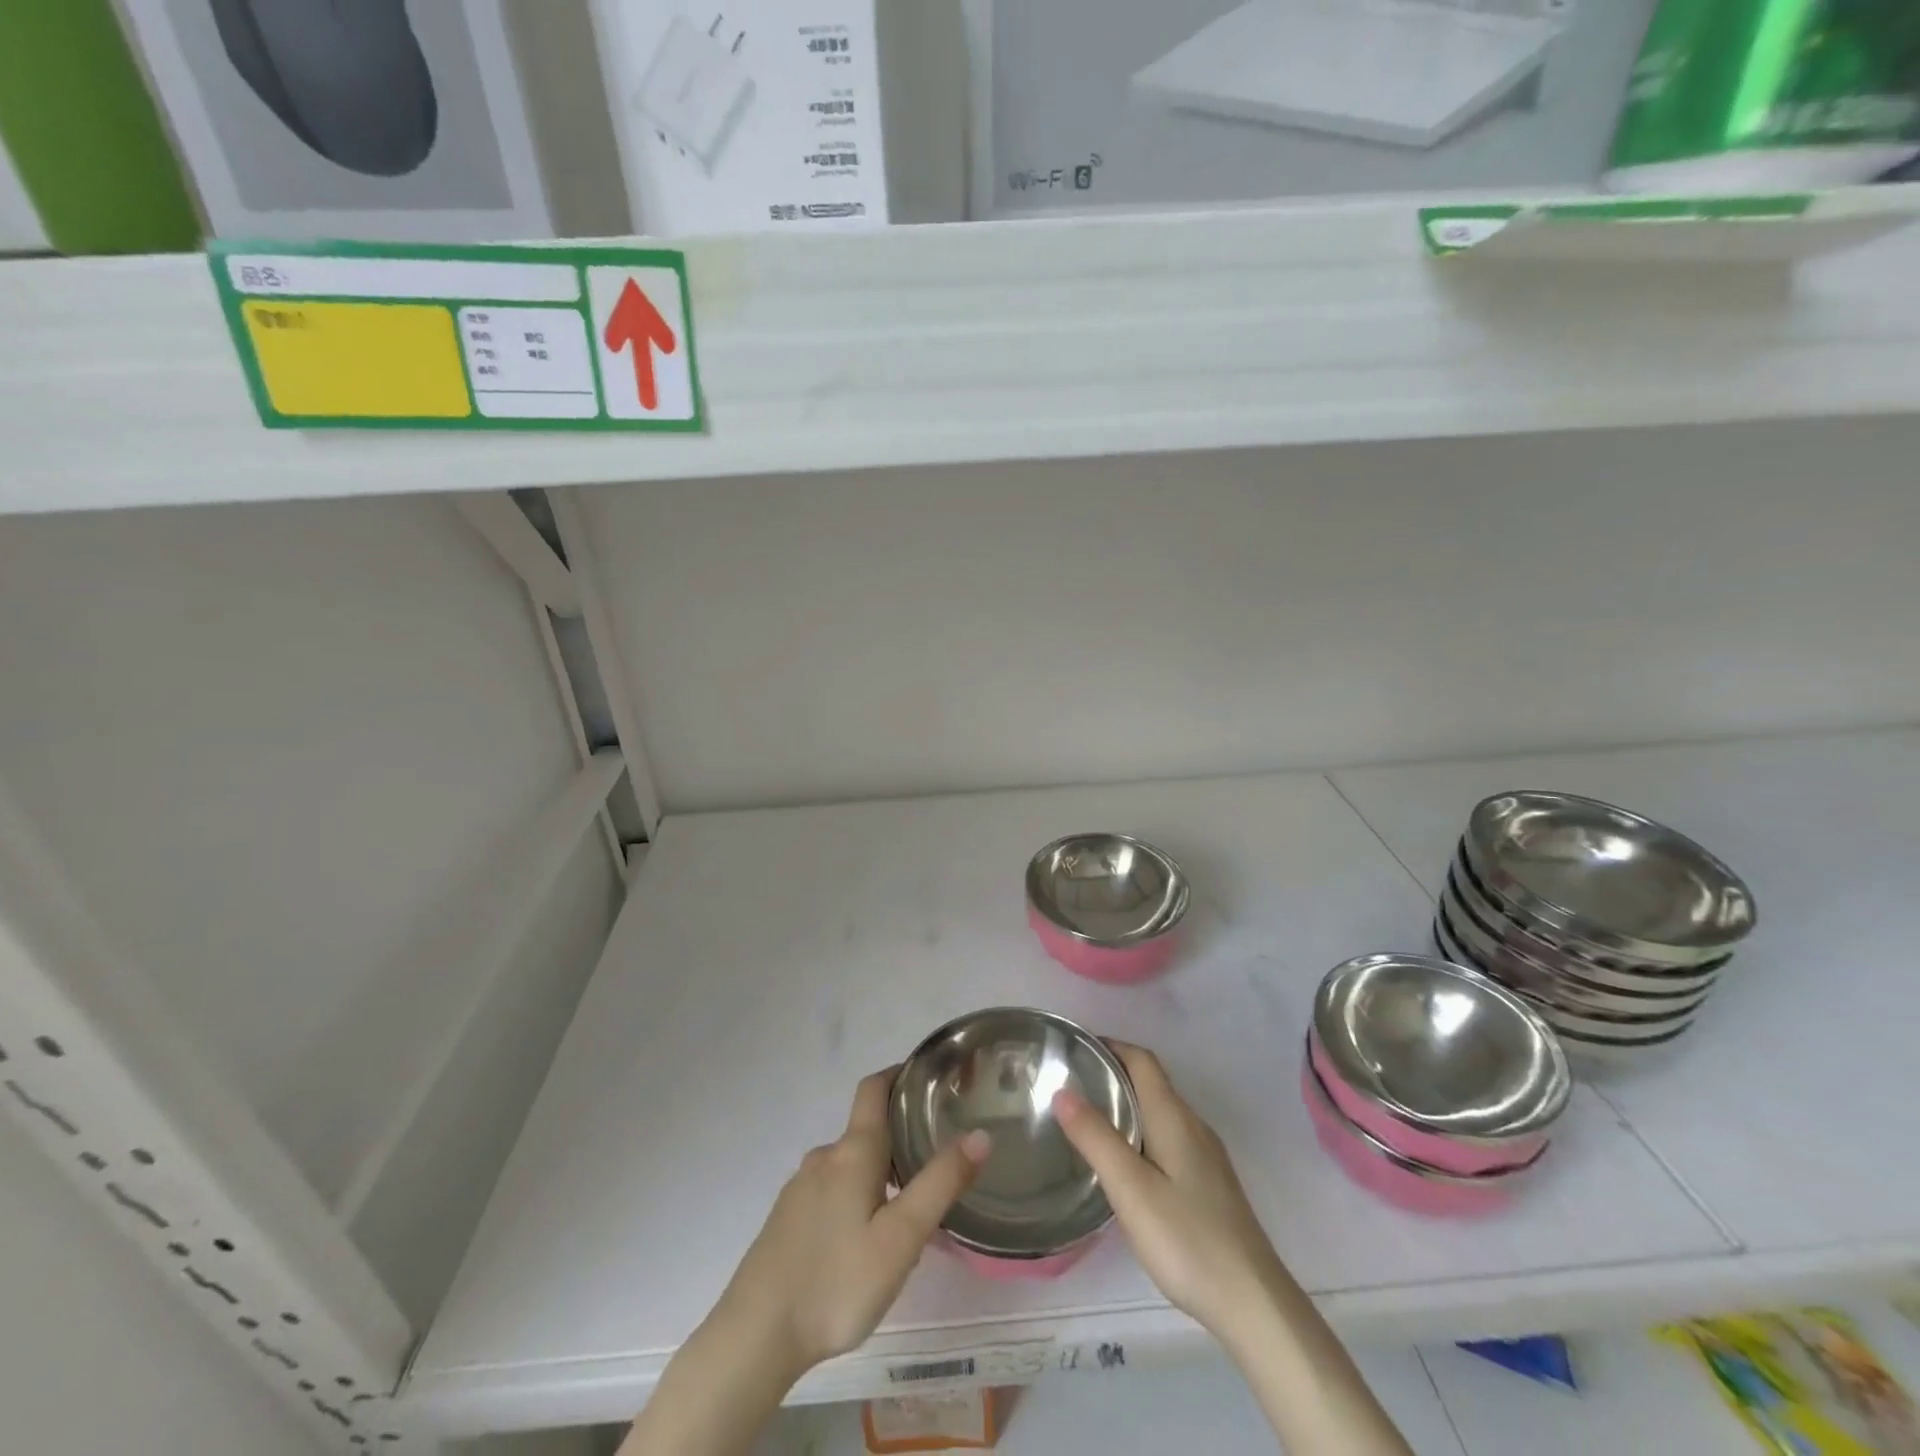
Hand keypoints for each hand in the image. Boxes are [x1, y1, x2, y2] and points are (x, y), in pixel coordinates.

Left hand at [714, 1068, 990, 1374]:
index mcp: (852, 1152)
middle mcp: (824, 1158)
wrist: (754, 1338)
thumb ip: (940, 1184)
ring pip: (849, 1165)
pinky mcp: (787, 1219)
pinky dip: (857, 1198)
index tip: (929, 1077)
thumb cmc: (836, 1282)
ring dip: (879, 1173)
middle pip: (866, 1130)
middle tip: (937, 1159)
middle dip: (900, 1136)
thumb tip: (979, 1134)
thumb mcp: (901, 1238)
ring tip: (910, 1209)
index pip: (874, 1088)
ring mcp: (800, 1188)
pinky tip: (867, 1241)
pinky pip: (831, 1191)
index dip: (899, 1074)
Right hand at [1053, 1042, 1284, 1344]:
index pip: (1142, 1060)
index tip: (1076, 1049)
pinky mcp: (1211, 1184)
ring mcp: (1206, 1156)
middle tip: (1072, 1084)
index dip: (1111, 1046)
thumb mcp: (1130, 1189)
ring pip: (1161, 1112)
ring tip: (1089, 1120)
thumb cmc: (1187, 1239)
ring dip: (1128, 1104)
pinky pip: (1170, 1137)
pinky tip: (1127, 1164)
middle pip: (1152, 1082)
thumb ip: (1096, 1137)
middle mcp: (1193, 1126)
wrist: (1254, 1302)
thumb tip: (1062, 1091)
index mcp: (1174, 1117)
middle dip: (1114, 1074)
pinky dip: (1142, 1131)